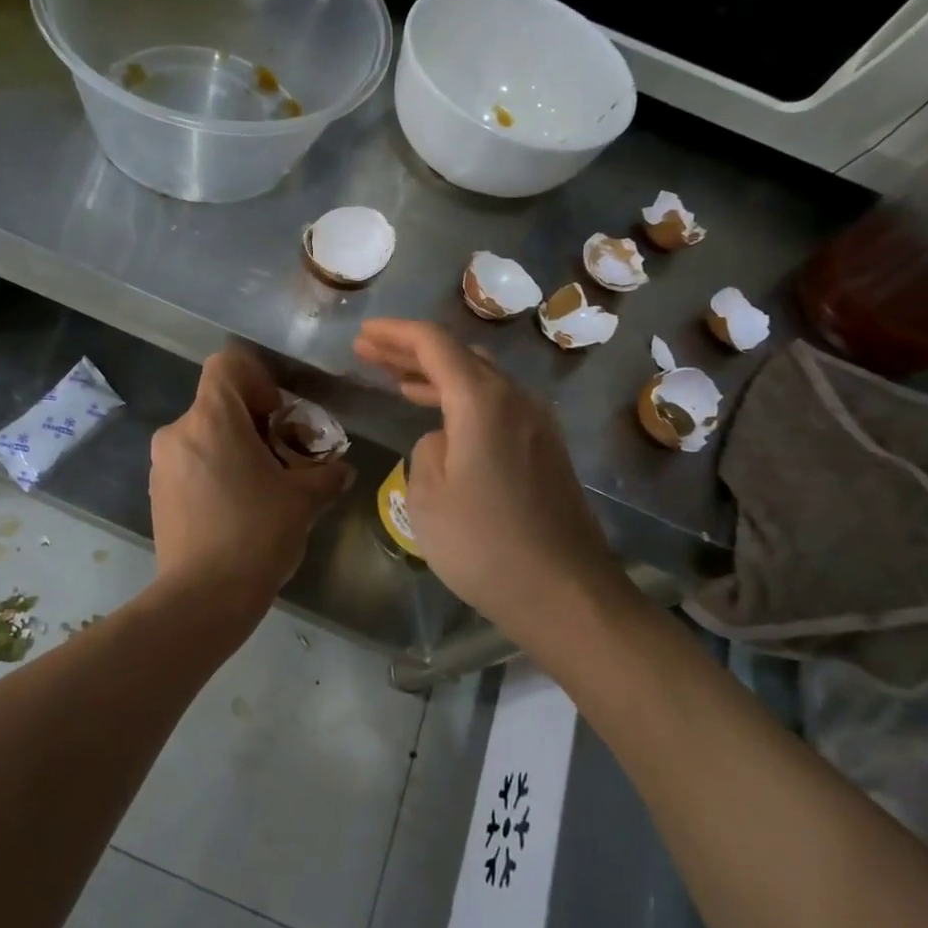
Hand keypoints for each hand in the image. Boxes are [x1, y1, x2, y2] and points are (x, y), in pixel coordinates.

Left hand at [150, 346, 351, 608]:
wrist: (203, 598)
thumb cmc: (257, 534)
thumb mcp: (304, 500)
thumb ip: (326, 475)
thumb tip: (341, 470)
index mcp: (211, 419)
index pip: (227, 364)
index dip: (258, 378)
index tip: (278, 414)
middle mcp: (178, 431)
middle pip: (218, 402)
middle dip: (253, 421)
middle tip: (282, 456)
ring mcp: (162, 463)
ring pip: (203, 433)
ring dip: (233, 447)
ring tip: (261, 486)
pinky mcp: (157, 492)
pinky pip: (190, 462)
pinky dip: (213, 469)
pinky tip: (235, 507)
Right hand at [353, 319, 627, 647]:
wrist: (565, 593)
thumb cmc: (484, 545)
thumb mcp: (428, 497)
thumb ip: (427, 451)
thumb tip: (444, 440)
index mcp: (482, 401)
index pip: (433, 344)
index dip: (394, 334)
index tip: (363, 333)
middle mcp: (515, 399)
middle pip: (458, 355)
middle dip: (411, 350)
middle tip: (368, 351)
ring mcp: (536, 423)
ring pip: (480, 378)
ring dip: (436, 375)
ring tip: (395, 378)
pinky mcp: (545, 449)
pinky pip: (496, 404)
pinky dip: (461, 398)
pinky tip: (440, 417)